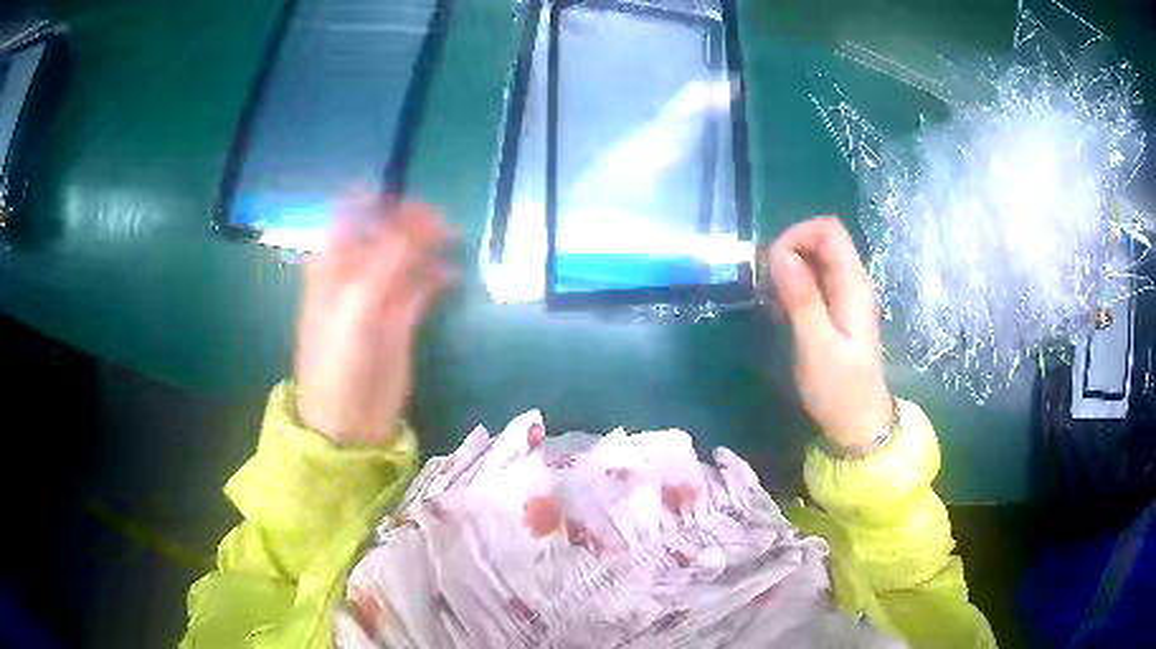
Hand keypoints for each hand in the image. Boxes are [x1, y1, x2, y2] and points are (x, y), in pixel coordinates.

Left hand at [295, 197, 451, 445]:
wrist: (349, 420)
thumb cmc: (338, 360)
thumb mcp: (357, 304)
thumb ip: (388, 259)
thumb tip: (422, 218)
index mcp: (332, 265)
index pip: (353, 215)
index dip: (379, 202)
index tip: (409, 201)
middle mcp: (355, 274)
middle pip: (385, 232)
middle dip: (411, 222)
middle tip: (441, 223)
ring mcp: (379, 296)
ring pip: (406, 257)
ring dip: (428, 246)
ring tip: (453, 241)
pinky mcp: (401, 319)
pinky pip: (422, 287)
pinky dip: (437, 277)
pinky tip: (453, 275)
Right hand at [767, 216, 891, 449]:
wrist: (857, 423)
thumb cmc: (839, 389)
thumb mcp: (817, 346)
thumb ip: (802, 299)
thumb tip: (780, 254)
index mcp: (853, 284)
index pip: (828, 229)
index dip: (798, 235)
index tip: (774, 264)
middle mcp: (851, 282)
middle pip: (820, 240)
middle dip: (789, 251)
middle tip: (769, 286)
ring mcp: (843, 296)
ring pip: (814, 260)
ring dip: (788, 270)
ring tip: (773, 302)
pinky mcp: (834, 311)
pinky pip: (811, 282)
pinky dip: (792, 287)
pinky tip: (782, 313)